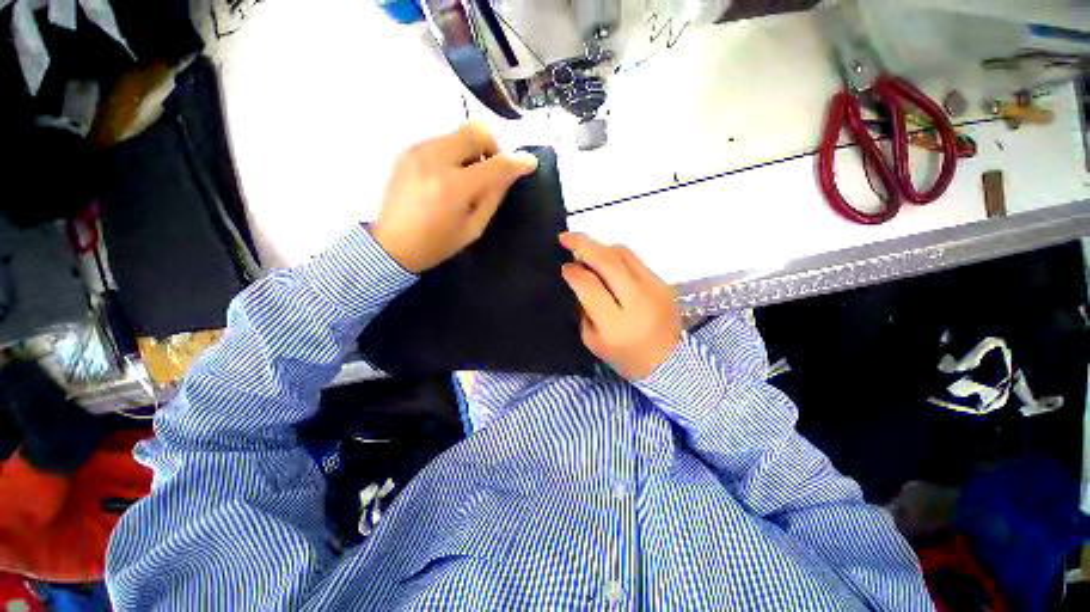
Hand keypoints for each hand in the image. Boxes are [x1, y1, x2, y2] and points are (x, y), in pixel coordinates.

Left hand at [370, 123, 538, 272]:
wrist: (392, 244)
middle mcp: (435, 160)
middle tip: (492, 168)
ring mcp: (418, 151)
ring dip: (472, 150)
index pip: (495, 164)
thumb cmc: (438, 243)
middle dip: (492, 146)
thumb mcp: (473, 228)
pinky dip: (454, 152)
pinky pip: (441, 140)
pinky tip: (449, 175)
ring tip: (468, 175)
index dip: (517, 162)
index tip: (529, 162)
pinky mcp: (408, 150)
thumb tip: (510, 173)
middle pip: (475, 131)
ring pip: (458, 133)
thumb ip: (493, 197)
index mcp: (454, 187)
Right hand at [560, 233, 681, 379]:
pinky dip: (615, 255)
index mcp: (616, 324)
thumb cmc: (625, 357)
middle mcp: (637, 301)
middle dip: (582, 244)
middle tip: (564, 237)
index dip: (573, 272)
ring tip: (584, 247)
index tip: (563, 267)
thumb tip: (577, 278)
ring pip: (623, 253)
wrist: (670, 363)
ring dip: (599, 246)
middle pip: (608, 261)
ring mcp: (654, 288)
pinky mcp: (662, 282)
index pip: (590, 286)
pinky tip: (604, 260)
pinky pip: (634, 260)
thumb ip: (583, 308)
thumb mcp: (593, 340)